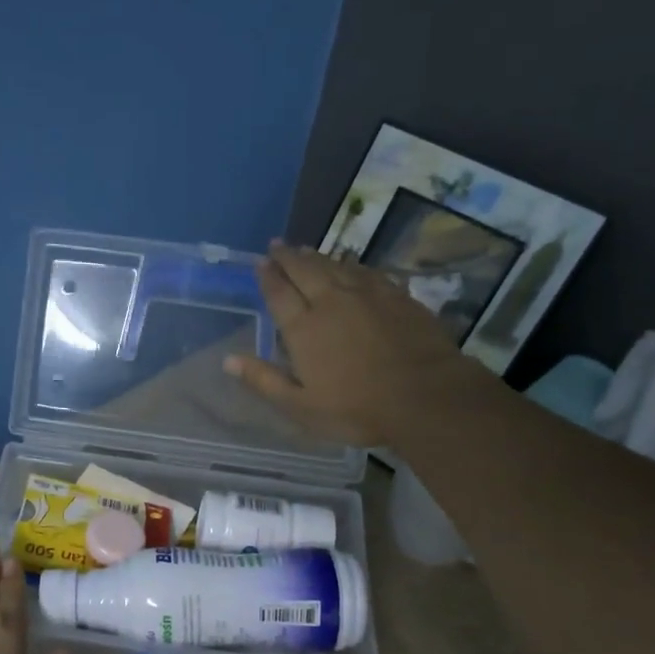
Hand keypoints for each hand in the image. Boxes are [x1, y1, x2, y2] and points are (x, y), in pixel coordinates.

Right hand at [226, 241, 486, 446]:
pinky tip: (351, 264)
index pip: (279, 293)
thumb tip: (228, 360)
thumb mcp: (301, 406)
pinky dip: (352, 265)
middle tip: (277, 245)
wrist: (426, 396)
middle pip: (305, 270)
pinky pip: (368, 272)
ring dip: (317, 256)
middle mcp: (331, 301)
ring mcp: (368, 295)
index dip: (268, 276)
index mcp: (304, 328)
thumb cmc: (356, 408)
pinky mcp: (398, 296)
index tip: (260, 262)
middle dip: (288, 256)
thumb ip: (264, 380)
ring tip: (306, 249)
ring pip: (336, 266)